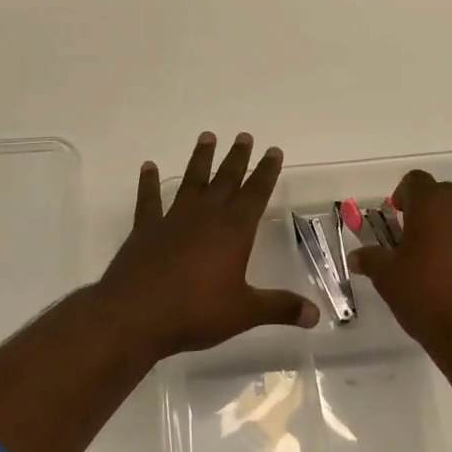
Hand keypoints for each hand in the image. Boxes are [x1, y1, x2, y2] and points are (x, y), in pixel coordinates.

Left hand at [95, 132, 319, 361]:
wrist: (135, 315)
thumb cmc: (195, 312)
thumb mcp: (244, 312)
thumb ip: (280, 308)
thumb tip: (316, 316)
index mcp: (234, 232)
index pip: (255, 194)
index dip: (266, 172)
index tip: (273, 151)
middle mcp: (205, 217)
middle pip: (225, 180)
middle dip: (237, 157)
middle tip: (244, 136)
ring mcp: (173, 220)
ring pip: (191, 181)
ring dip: (200, 159)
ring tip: (207, 137)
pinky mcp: (145, 230)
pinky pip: (149, 200)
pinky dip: (149, 182)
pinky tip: (149, 166)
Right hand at [349, 170, 451, 356]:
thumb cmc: (430, 298)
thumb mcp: (389, 280)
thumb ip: (372, 260)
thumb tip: (357, 256)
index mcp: (433, 204)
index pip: (415, 181)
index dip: (403, 195)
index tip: (397, 217)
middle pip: (444, 194)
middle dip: (429, 211)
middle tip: (415, 241)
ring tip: (441, 263)